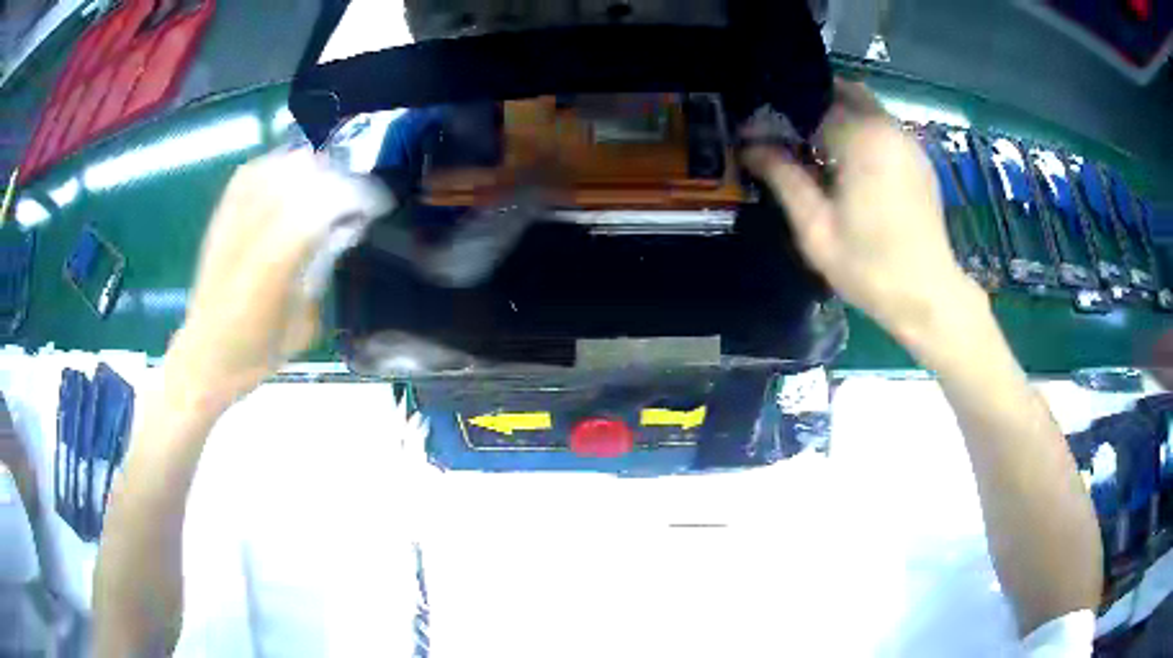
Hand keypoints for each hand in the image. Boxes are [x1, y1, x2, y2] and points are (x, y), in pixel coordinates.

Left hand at [166, 149, 392, 407]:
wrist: (206, 357)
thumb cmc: (258, 352)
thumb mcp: (305, 324)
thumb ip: (324, 270)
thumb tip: (347, 228)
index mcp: (275, 264)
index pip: (325, 202)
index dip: (360, 195)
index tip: (380, 204)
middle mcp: (252, 230)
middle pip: (306, 174)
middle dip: (340, 179)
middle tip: (355, 199)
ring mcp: (233, 218)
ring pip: (279, 165)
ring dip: (312, 170)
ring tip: (327, 188)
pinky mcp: (220, 215)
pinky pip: (252, 172)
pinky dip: (278, 167)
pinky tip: (291, 180)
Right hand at [743, 81, 983, 343]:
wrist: (928, 298)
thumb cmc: (870, 267)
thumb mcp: (816, 229)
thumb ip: (784, 179)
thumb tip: (749, 147)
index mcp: (863, 140)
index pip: (813, 103)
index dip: (783, 115)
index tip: (763, 134)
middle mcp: (889, 129)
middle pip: (844, 92)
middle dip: (813, 104)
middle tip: (790, 135)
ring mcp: (909, 143)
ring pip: (866, 108)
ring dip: (839, 117)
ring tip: (816, 151)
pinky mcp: (919, 160)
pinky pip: (883, 128)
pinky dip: (861, 132)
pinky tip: (849, 166)